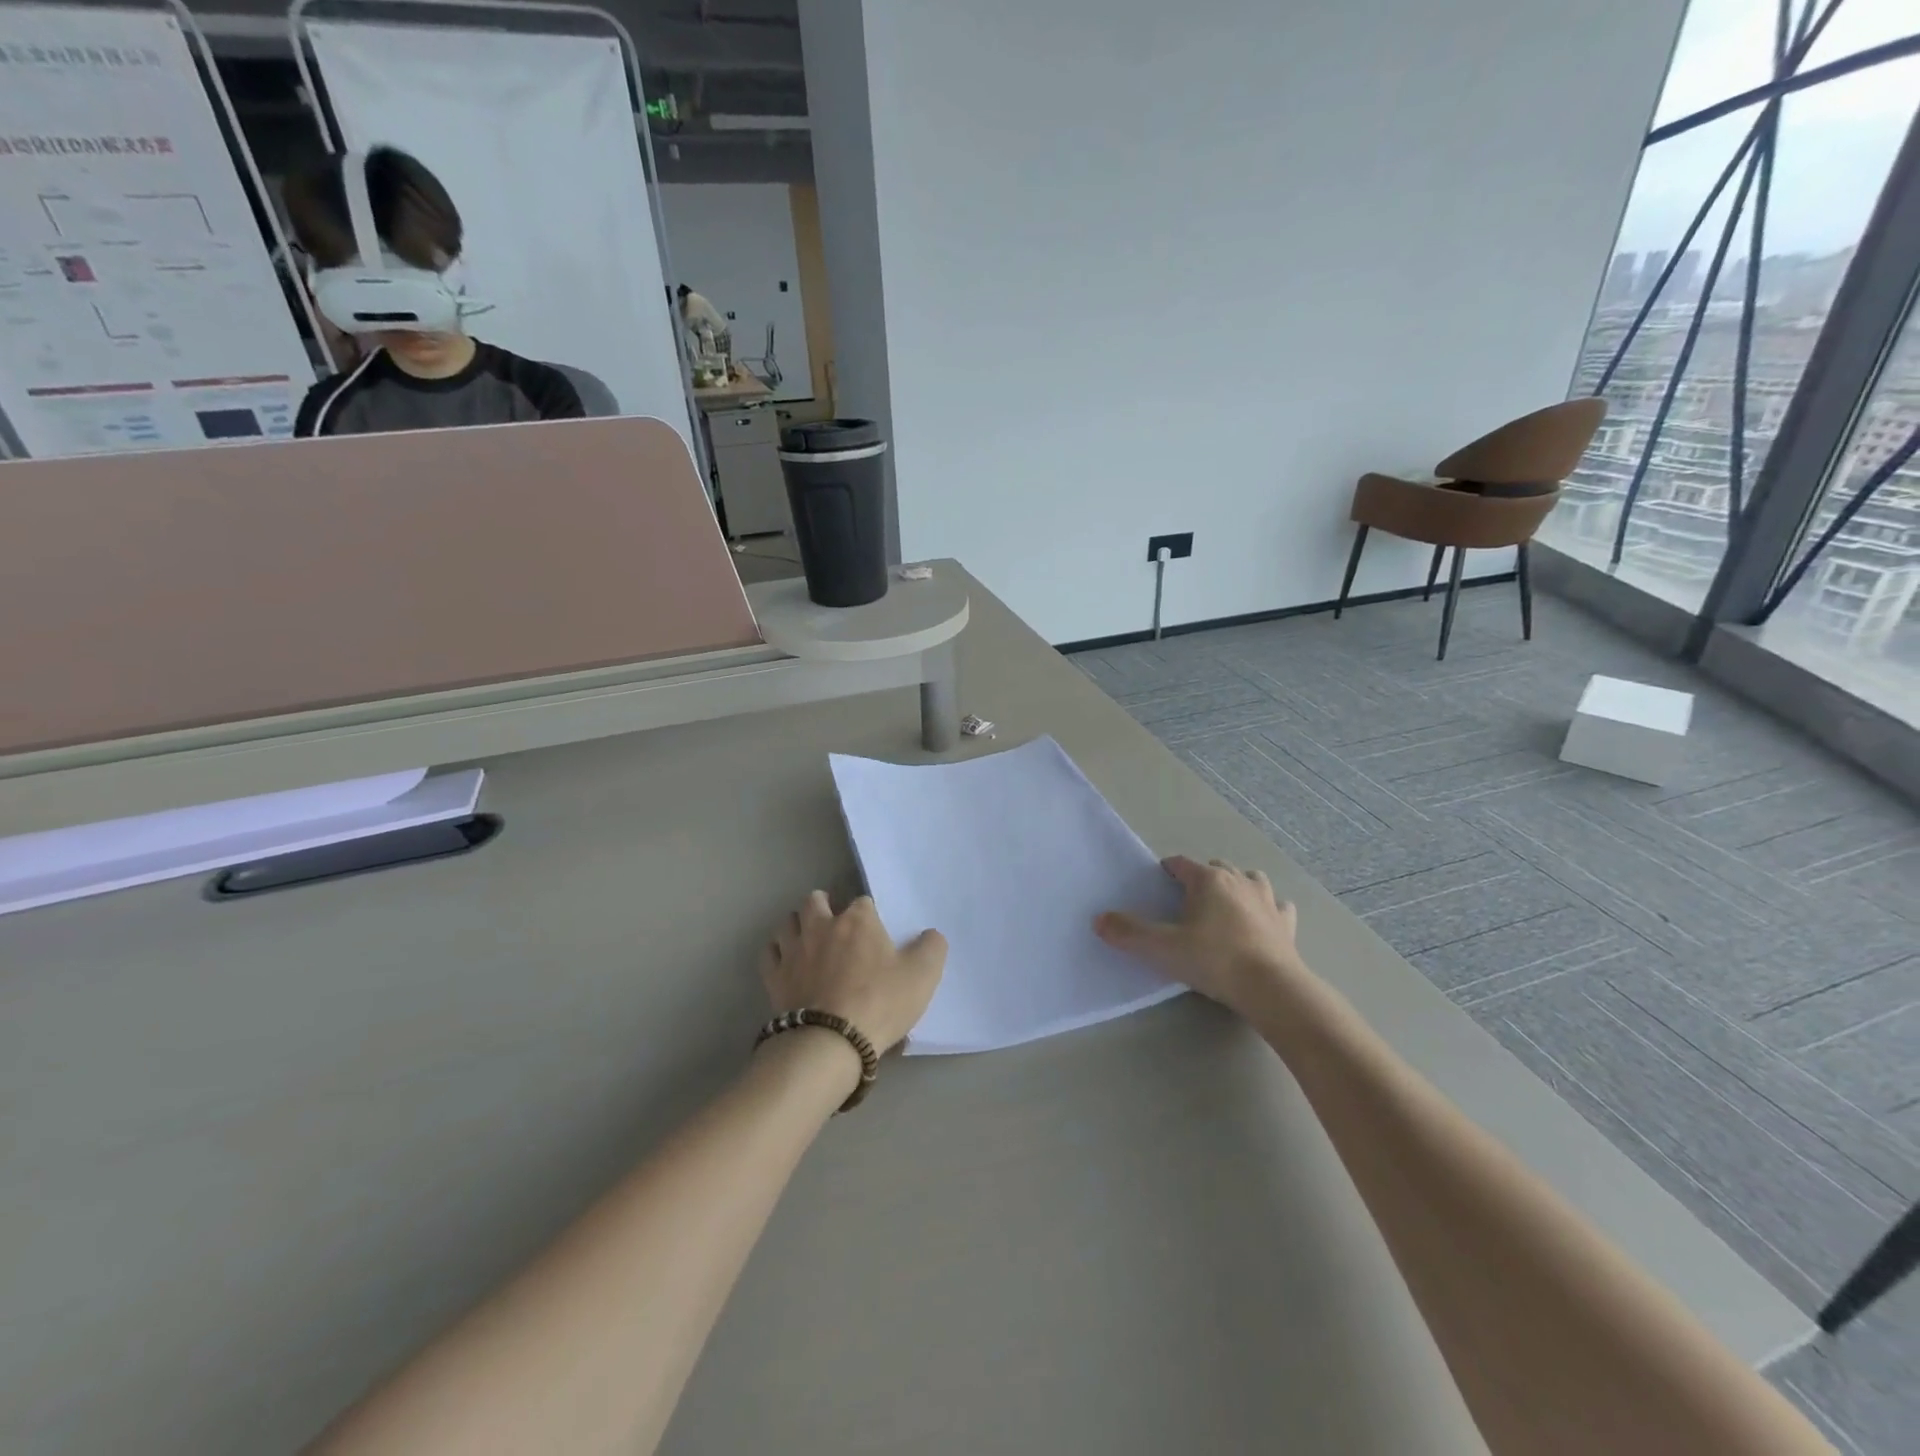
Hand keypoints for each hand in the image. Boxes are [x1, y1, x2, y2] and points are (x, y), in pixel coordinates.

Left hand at [760, 892, 946, 1053]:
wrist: (831, 1042)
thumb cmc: (880, 1003)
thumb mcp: (923, 975)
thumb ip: (932, 947)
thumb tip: (930, 935)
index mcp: (858, 920)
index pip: (863, 902)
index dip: (870, 915)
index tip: (875, 933)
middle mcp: (822, 926)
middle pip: (815, 900)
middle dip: (825, 906)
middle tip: (836, 925)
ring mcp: (794, 950)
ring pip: (788, 922)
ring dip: (798, 926)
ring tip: (809, 939)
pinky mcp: (775, 977)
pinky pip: (769, 952)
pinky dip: (777, 952)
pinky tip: (786, 962)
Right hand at [1094, 855, 1304, 1015]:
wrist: (1271, 988)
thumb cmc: (1214, 960)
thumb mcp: (1162, 949)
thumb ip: (1129, 933)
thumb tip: (1099, 920)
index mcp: (1208, 880)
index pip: (1181, 864)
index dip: (1167, 870)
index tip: (1158, 884)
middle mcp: (1238, 881)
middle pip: (1216, 867)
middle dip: (1201, 877)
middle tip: (1187, 901)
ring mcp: (1267, 900)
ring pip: (1250, 878)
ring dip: (1237, 885)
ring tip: (1225, 905)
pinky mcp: (1286, 923)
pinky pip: (1278, 906)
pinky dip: (1268, 908)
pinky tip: (1262, 921)